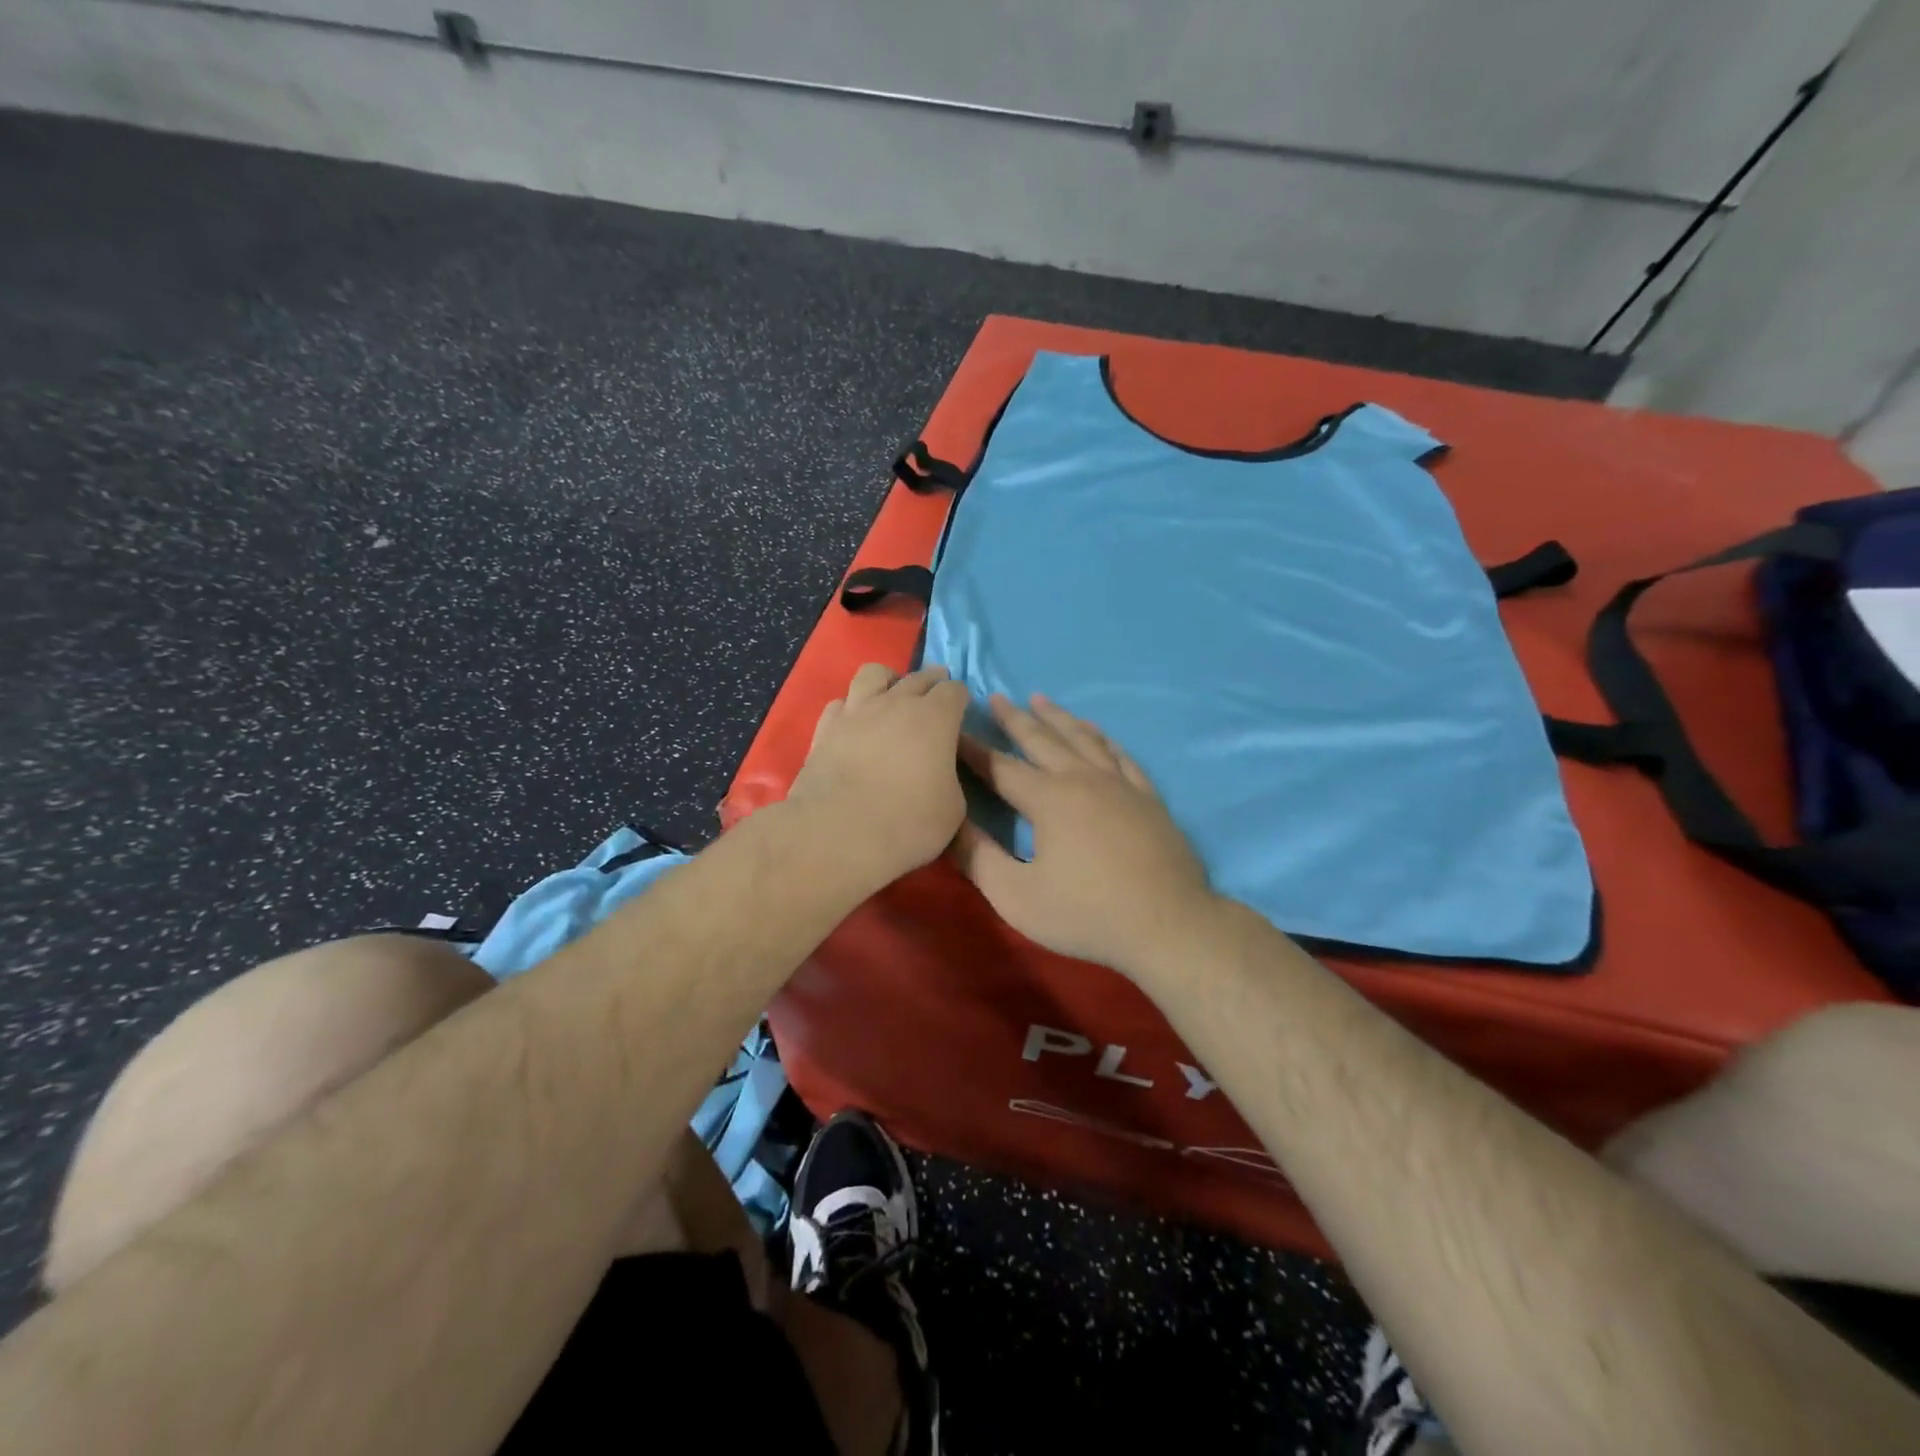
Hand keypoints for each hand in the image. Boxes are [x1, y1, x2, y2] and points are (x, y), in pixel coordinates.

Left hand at [787, 663, 970, 892]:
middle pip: (918, 677)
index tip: (961, 711)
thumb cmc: (909, 822)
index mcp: (936, 718)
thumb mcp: (953, 808)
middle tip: (935, 693)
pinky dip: (852, 708)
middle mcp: (896, 703)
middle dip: (931, 682)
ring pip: (874, 674)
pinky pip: (841, 703)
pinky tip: (855, 723)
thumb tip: (939, 772)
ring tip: (891, 694)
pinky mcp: (825, 728)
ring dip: (888, 680)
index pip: (954, 691)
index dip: (960, 699)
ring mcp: (857, 711)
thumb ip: (949, 777)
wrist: (840, 833)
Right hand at [954, 694, 1218, 976]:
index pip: (1000, 766)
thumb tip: (950, 823)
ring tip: (1040, 700)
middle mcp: (1082, 779)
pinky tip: (1096, 732)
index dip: (973, 749)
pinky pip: (1120, 755)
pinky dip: (1102, 738)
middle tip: (996, 697)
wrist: (1168, 925)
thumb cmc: (1086, 914)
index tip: (952, 731)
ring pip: (1083, 738)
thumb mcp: (1016, 896)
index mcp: (1048, 799)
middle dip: (1015, 719)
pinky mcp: (1147, 797)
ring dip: (1058, 718)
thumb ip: (978, 858)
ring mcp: (1120, 785)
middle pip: (1042, 740)